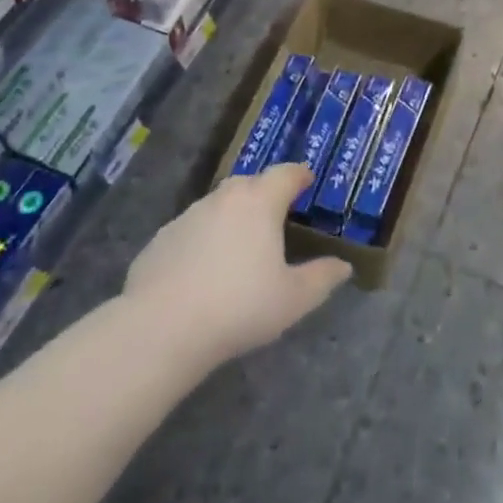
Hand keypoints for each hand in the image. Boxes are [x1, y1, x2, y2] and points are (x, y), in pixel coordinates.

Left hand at [124, 164, 351, 364]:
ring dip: (233, 217)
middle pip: (250, 184)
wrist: (161, 329)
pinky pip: (192, 230)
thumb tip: (342, 266)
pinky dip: (204, 240)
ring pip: (218, 206)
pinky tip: (204, 271)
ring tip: (241, 246)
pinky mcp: (160, 240)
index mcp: (260, 202)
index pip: (285, 174)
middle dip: (266, 193)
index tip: (307, 181)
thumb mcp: (294, 299)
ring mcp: (187, 217)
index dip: (299, 175)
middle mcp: (224, 198)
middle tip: (277, 216)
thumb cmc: (239, 306)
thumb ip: (322, 278)